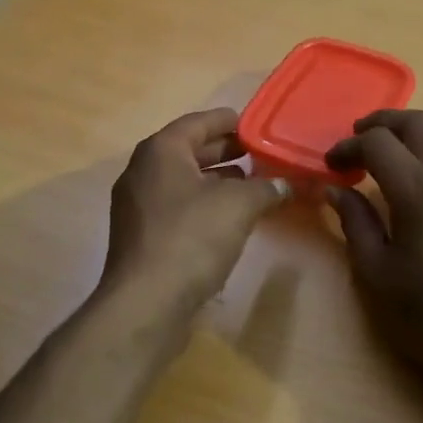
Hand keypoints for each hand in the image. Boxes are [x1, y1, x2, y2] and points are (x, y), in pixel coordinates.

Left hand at [100, 109, 291, 314]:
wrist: (146, 301)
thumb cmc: (191, 238)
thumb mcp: (238, 206)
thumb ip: (265, 188)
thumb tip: (286, 184)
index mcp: (161, 151)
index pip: (199, 122)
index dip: (230, 121)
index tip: (255, 125)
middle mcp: (142, 171)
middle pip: (189, 151)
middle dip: (226, 152)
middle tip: (259, 155)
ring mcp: (137, 205)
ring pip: (183, 181)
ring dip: (216, 181)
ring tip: (252, 186)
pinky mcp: (141, 235)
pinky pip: (176, 207)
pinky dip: (202, 204)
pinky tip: (228, 219)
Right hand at [326, 110, 422, 396]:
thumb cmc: (421, 311)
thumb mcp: (374, 269)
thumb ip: (354, 220)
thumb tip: (335, 189)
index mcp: (419, 190)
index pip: (379, 143)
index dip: (349, 147)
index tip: (332, 165)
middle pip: (420, 123)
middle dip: (384, 124)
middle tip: (359, 140)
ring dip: (417, 132)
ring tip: (393, 152)